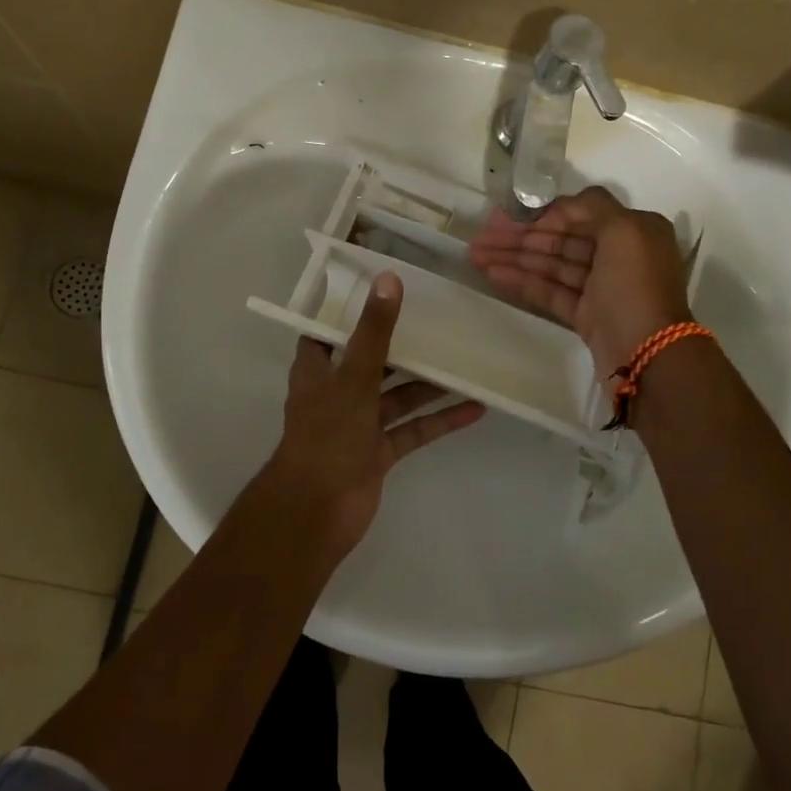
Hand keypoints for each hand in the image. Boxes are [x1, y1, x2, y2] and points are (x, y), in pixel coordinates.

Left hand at [263, 272, 485, 555]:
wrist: (317, 511)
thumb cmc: (328, 435)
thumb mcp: (353, 376)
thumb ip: (374, 331)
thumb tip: (389, 279)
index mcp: (319, 369)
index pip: (333, 329)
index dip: (354, 309)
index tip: (387, 287)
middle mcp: (338, 392)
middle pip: (374, 361)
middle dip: (405, 345)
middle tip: (441, 320)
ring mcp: (360, 424)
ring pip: (399, 396)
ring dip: (429, 384)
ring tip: (467, 362)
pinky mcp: (379, 452)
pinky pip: (414, 429)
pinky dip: (440, 420)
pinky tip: (474, 408)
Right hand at [468, 187, 693, 378]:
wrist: (648, 354)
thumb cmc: (636, 285)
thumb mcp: (624, 230)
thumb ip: (590, 207)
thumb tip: (556, 207)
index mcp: (633, 230)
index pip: (580, 213)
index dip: (542, 213)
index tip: (508, 215)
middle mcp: (618, 255)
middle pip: (562, 239)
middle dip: (520, 237)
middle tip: (481, 237)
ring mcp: (601, 288)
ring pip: (552, 265)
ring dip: (514, 259)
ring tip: (476, 256)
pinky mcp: (586, 315)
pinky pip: (550, 291)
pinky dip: (523, 282)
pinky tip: (494, 274)